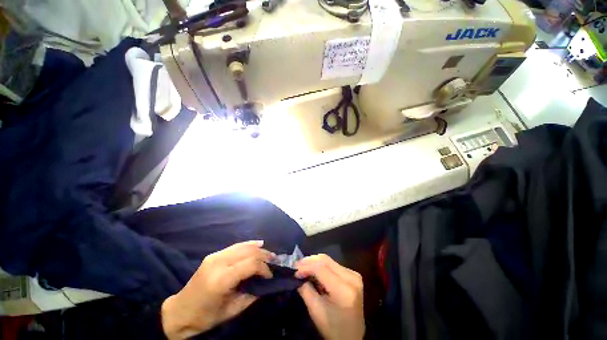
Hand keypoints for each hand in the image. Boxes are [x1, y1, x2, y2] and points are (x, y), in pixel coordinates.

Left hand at [161, 241, 274, 338]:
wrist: (180, 312)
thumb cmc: (206, 316)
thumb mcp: (232, 311)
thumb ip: (252, 295)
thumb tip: (268, 284)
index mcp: (222, 279)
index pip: (251, 264)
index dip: (264, 268)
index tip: (271, 276)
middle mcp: (218, 263)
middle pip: (249, 252)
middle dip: (264, 256)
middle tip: (275, 261)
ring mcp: (215, 256)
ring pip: (243, 246)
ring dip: (259, 249)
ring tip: (269, 254)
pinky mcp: (213, 254)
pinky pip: (236, 246)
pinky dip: (249, 244)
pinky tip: (259, 244)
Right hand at [295, 254, 364, 339]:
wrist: (352, 337)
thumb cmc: (332, 328)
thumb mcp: (316, 311)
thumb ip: (306, 289)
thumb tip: (298, 273)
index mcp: (343, 290)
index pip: (321, 269)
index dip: (306, 266)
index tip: (294, 271)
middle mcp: (351, 278)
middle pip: (326, 261)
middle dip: (309, 261)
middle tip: (297, 266)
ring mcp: (354, 275)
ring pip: (329, 261)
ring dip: (315, 263)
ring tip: (304, 268)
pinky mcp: (353, 275)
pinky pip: (334, 265)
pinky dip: (322, 266)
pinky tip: (315, 272)